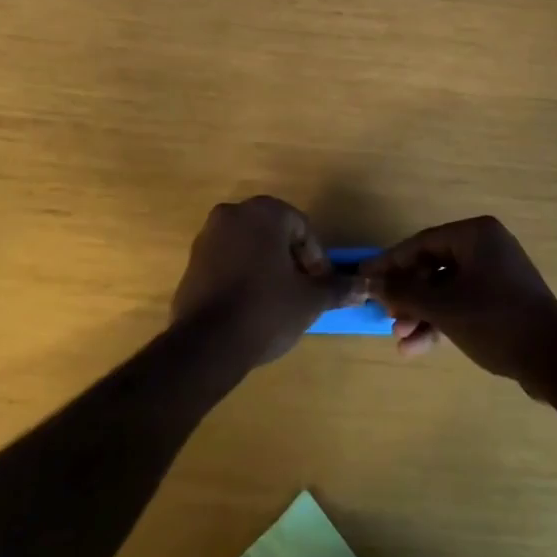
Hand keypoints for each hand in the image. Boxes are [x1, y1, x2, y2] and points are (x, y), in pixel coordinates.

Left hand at [172, 197, 362, 369]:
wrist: (206, 344)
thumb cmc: (266, 310)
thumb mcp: (309, 300)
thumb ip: (337, 288)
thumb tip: (364, 286)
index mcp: (264, 212)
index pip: (302, 228)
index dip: (316, 259)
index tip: (320, 287)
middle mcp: (233, 213)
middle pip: (274, 233)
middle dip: (291, 260)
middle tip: (302, 291)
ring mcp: (208, 236)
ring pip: (250, 245)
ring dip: (267, 266)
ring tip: (278, 301)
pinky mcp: (192, 261)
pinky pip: (227, 260)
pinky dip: (243, 274)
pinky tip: (250, 305)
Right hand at [363, 216, 556, 397]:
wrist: (556, 361)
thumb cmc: (496, 321)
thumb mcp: (445, 308)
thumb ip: (406, 293)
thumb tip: (374, 283)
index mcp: (475, 234)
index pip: (421, 243)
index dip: (391, 263)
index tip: (365, 278)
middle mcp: (486, 246)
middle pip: (433, 266)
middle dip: (409, 295)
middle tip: (386, 316)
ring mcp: (496, 273)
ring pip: (446, 289)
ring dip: (422, 313)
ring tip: (401, 339)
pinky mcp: (502, 300)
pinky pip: (463, 303)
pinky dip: (442, 322)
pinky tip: (419, 347)